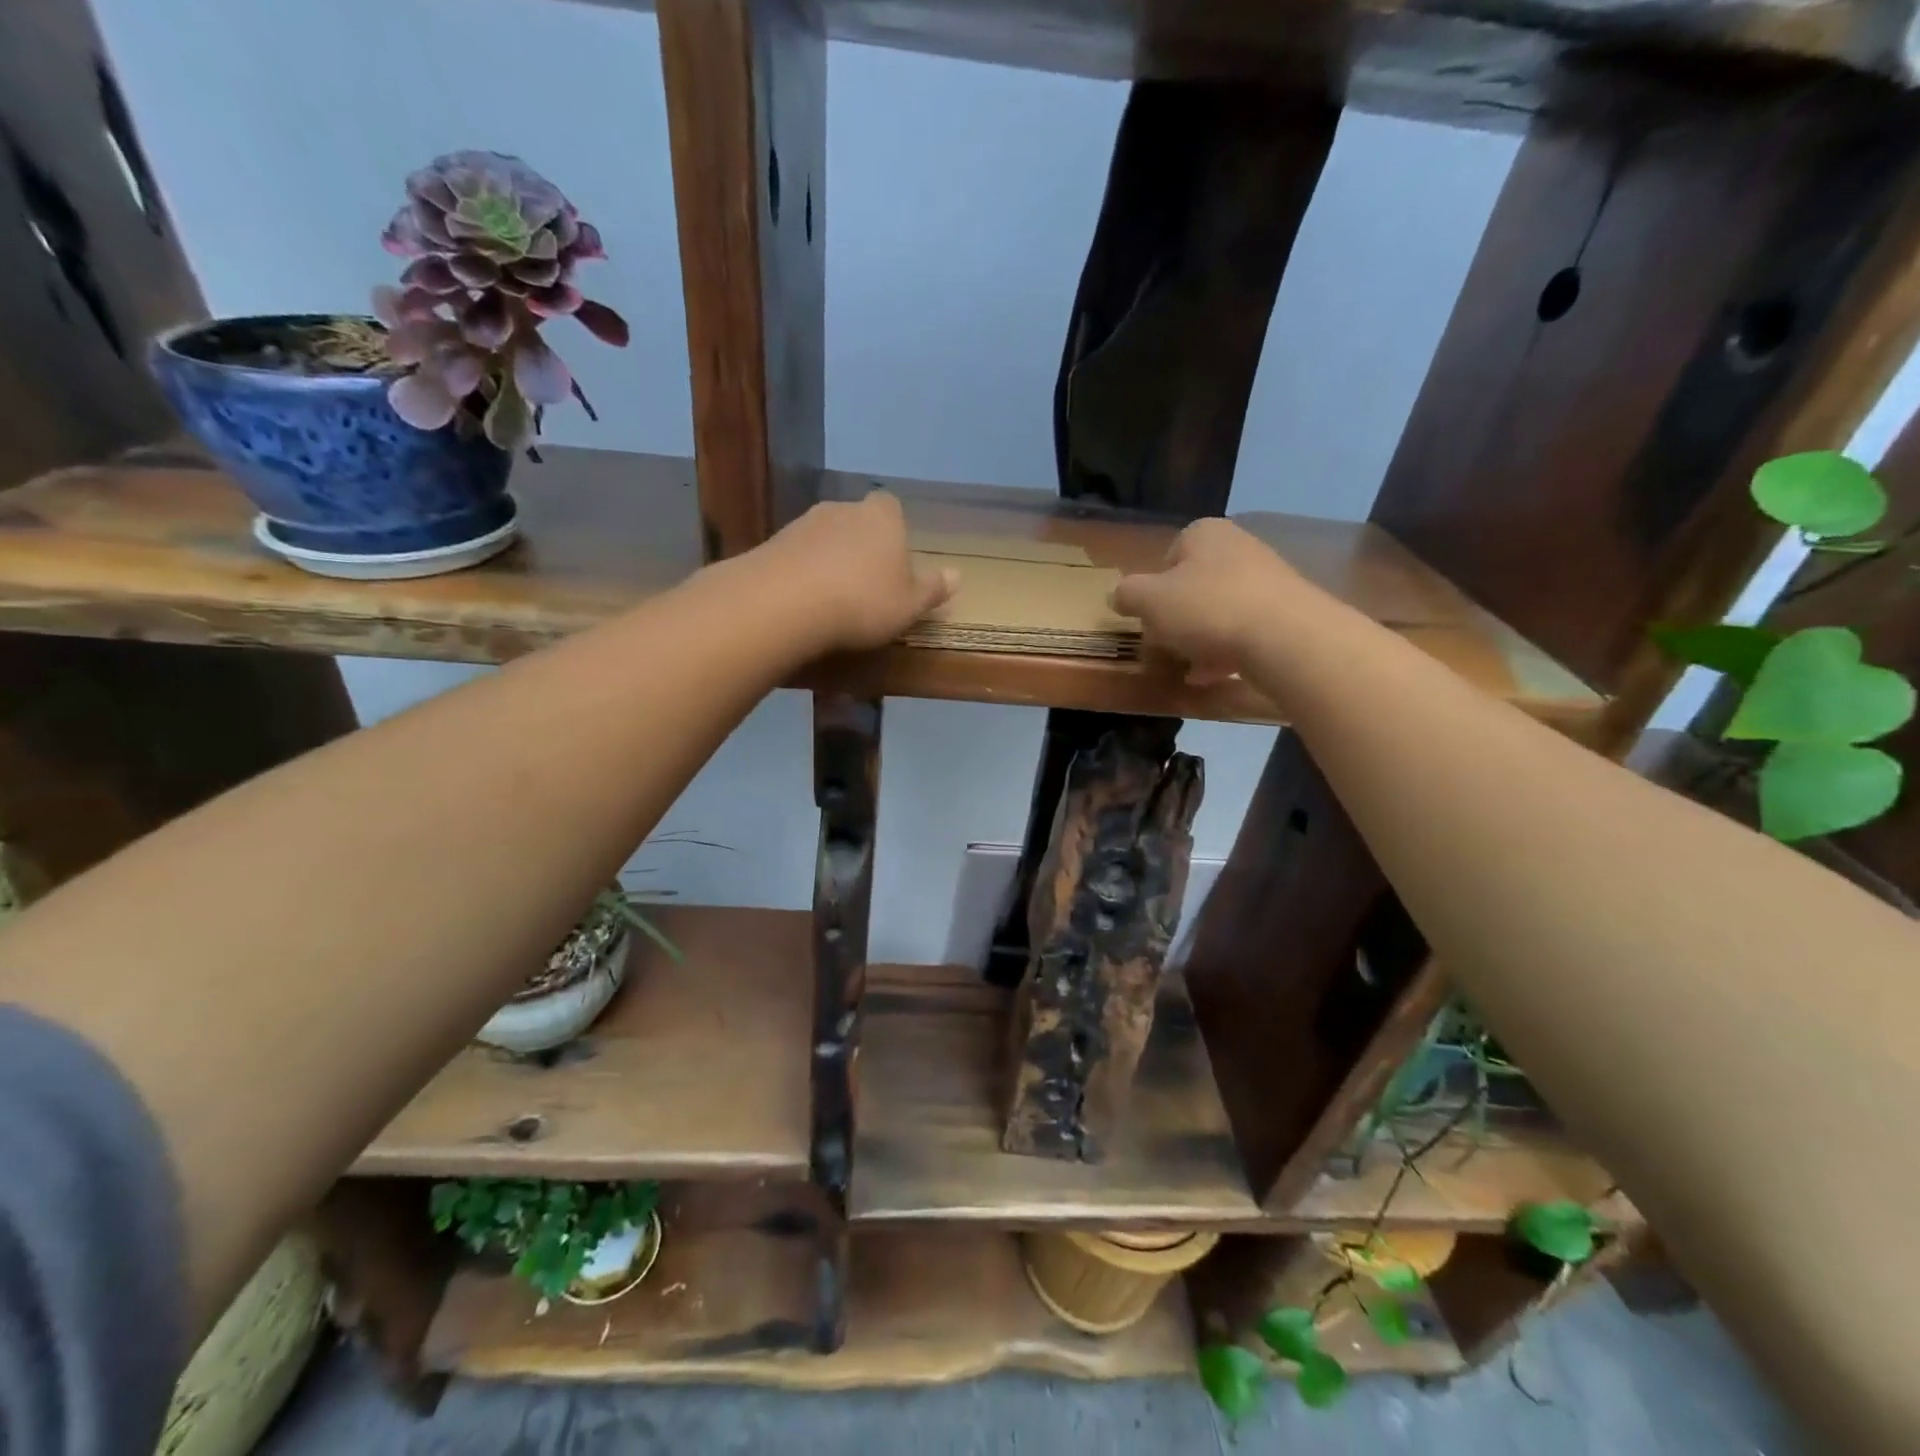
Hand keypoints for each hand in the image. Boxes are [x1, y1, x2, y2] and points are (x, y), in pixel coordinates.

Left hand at [748, 492, 957, 653]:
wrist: (784, 603)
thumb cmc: (862, 602)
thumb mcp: (909, 605)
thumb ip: (932, 589)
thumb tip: (957, 575)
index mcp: (882, 517)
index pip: (891, 507)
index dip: (894, 531)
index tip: (894, 559)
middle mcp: (843, 508)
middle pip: (857, 520)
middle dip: (861, 544)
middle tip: (866, 582)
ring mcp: (803, 523)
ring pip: (825, 537)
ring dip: (829, 558)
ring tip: (832, 597)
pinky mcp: (772, 543)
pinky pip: (797, 555)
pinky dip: (802, 572)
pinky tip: (803, 601)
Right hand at [1111, 518, 1314, 684]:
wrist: (1285, 637)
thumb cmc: (1208, 609)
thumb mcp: (1149, 601)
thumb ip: (1127, 594)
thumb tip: (1119, 595)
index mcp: (1205, 534)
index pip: (1169, 555)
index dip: (1153, 589)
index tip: (1149, 616)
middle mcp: (1239, 547)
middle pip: (1194, 585)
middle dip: (1177, 617)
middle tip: (1166, 643)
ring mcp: (1267, 579)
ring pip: (1219, 610)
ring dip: (1199, 639)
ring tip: (1188, 667)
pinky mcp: (1286, 612)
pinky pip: (1244, 630)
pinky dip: (1225, 651)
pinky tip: (1213, 675)